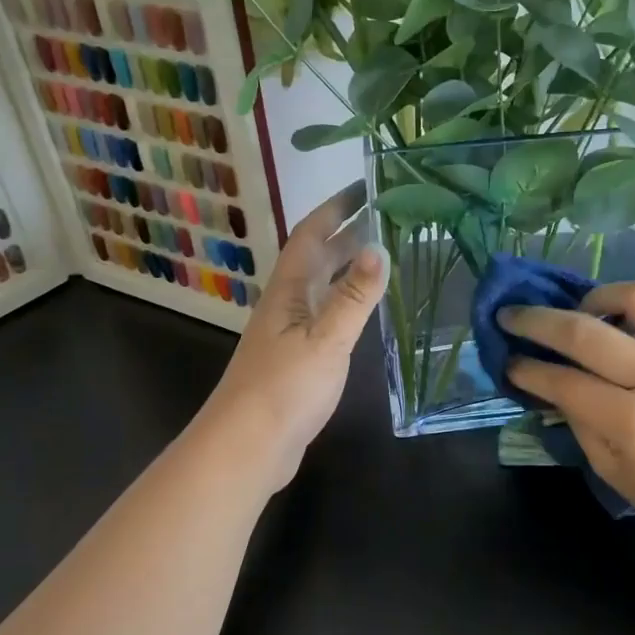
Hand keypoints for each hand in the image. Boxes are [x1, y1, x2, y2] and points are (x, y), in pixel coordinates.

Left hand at [194, 182, 388, 491]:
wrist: (247, 447)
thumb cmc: (284, 388)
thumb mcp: (326, 340)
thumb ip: (354, 297)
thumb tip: (380, 247)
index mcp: (289, 291)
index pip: (311, 235)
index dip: (335, 208)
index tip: (364, 187)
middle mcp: (287, 304)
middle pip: (317, 258)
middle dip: (347, 233)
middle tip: (387, 217)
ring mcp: (290, 333)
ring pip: (322, 287)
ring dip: (347, 267)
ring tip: (383, 254)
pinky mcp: (297, 360)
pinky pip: (326, 315)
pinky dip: (346, 302)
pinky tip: (364, 310)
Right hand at [499, 281, 634, 544]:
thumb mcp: (616, 474)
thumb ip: (580, 424)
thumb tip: (552, 385)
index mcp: (633, 422)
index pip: (564, 381)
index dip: (527, 369)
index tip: (507, 361)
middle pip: (583, 332)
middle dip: (536, 321)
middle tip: (510, 315)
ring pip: (631, 296)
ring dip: (592, 297)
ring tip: (576, 311)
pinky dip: (630, 303)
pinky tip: (617, 319)